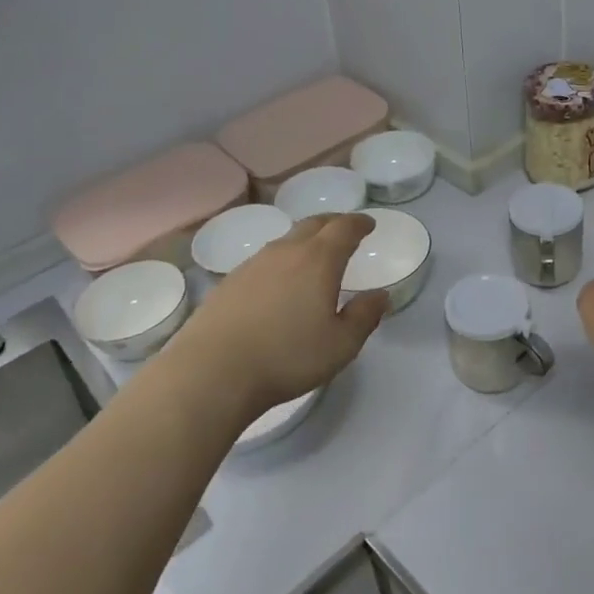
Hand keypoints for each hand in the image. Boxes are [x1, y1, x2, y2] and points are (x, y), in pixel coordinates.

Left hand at [161, 213, 387, 423]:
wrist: (213, 371)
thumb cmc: (287, 357)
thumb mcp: (341, 345)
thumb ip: (364, 316)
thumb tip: (380, 295)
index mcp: (318, 260)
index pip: (343, 228)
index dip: (359, 223)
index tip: (368, 224)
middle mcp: (286, 252)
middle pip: (313, 224)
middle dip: (333, 223)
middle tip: (345, 230)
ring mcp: (253, 264)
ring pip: (286, 240)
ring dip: (306, 239)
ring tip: (314, 253)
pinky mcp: (230, 281)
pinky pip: (265, 258)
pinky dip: (282, 258)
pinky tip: (280, 280)